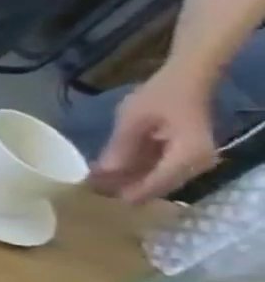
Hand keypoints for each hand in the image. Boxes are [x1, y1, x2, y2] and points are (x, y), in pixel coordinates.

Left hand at [90, 71, 219, 202]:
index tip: (95, 198)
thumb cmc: (158, 97)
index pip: (156, 184)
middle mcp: (197, 164)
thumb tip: (103, 175)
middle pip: (156, 187)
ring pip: (155, 182)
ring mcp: (191, 162)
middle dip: (122, 190)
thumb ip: (120, 148)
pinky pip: (157, 172)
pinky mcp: (182, 157)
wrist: (185, 82)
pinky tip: (105, 173)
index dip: (125, 193)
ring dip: (126, 183)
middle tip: (85, 192)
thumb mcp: (133, 121)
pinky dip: (133, 174)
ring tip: (89, 184)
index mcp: (188, 156)